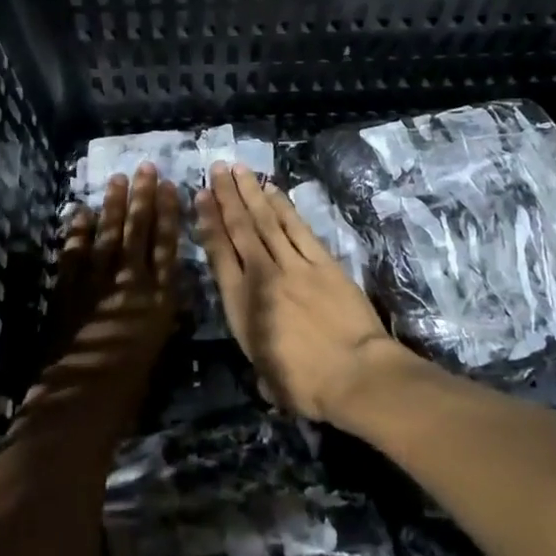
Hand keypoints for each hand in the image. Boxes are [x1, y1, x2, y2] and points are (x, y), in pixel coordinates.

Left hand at [14, 165, 179, 451]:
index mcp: (160, 296)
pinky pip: (75, 252)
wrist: (84, 399)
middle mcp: (132, 281)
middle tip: (144, 168)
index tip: (170, 186)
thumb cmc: (130, 383)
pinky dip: (78, 232)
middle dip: (142, 197)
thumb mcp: (158, 342)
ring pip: (109, 234)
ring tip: (117, 180)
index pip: (167, 244)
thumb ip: (160, 308)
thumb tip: (163, 283)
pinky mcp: (70, 288)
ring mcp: (99, 281)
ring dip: (113, 205)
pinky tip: (81, 212)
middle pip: (139, 230)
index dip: (168, 213)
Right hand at [198, 163, 399, 424]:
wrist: (355, 375)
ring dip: (250, 193)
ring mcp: (293, 265)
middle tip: (216, 169)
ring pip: (266, 221)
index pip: (219, 255)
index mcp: (241, 306)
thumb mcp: (266, 375)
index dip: (208, 223)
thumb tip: (262, 363)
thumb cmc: (306, 386)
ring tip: (237, 169)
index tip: (200, 197)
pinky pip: (297, 227)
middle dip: (226, 197)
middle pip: (240, 229)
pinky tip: (272, 190)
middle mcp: (262, 277)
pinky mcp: (322, 262)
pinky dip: (283, 206)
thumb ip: (259, 354)